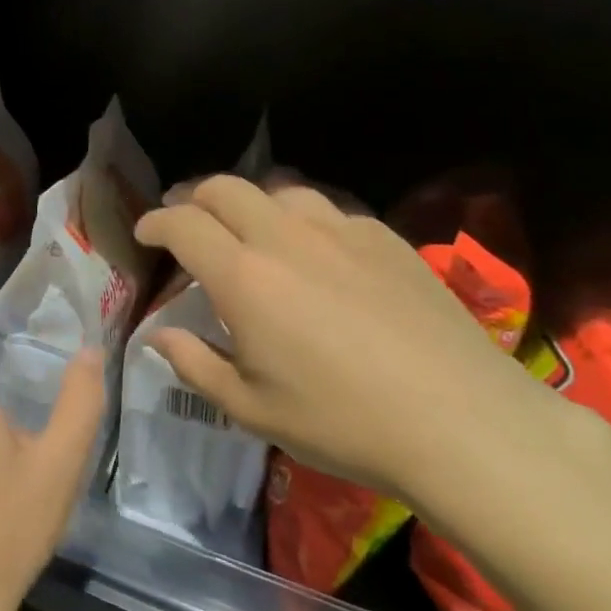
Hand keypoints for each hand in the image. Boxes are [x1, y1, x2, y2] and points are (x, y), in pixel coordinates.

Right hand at [133, 176, 556, 504]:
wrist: (464, 423)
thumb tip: (159, 335)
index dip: (154, 222)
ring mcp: (340, 231)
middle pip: (224, 187)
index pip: (181, 223)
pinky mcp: (386, 239)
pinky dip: (303, 221)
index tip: (145, 235)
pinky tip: (316, 252)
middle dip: (193, 198)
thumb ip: (195, 364)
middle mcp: (285, 237)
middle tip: (187, 223)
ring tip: (249, 231)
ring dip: (250, 203)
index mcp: (243, 276)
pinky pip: (329, 211)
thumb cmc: (343, 422)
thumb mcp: (252, 409)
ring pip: (279, 190)